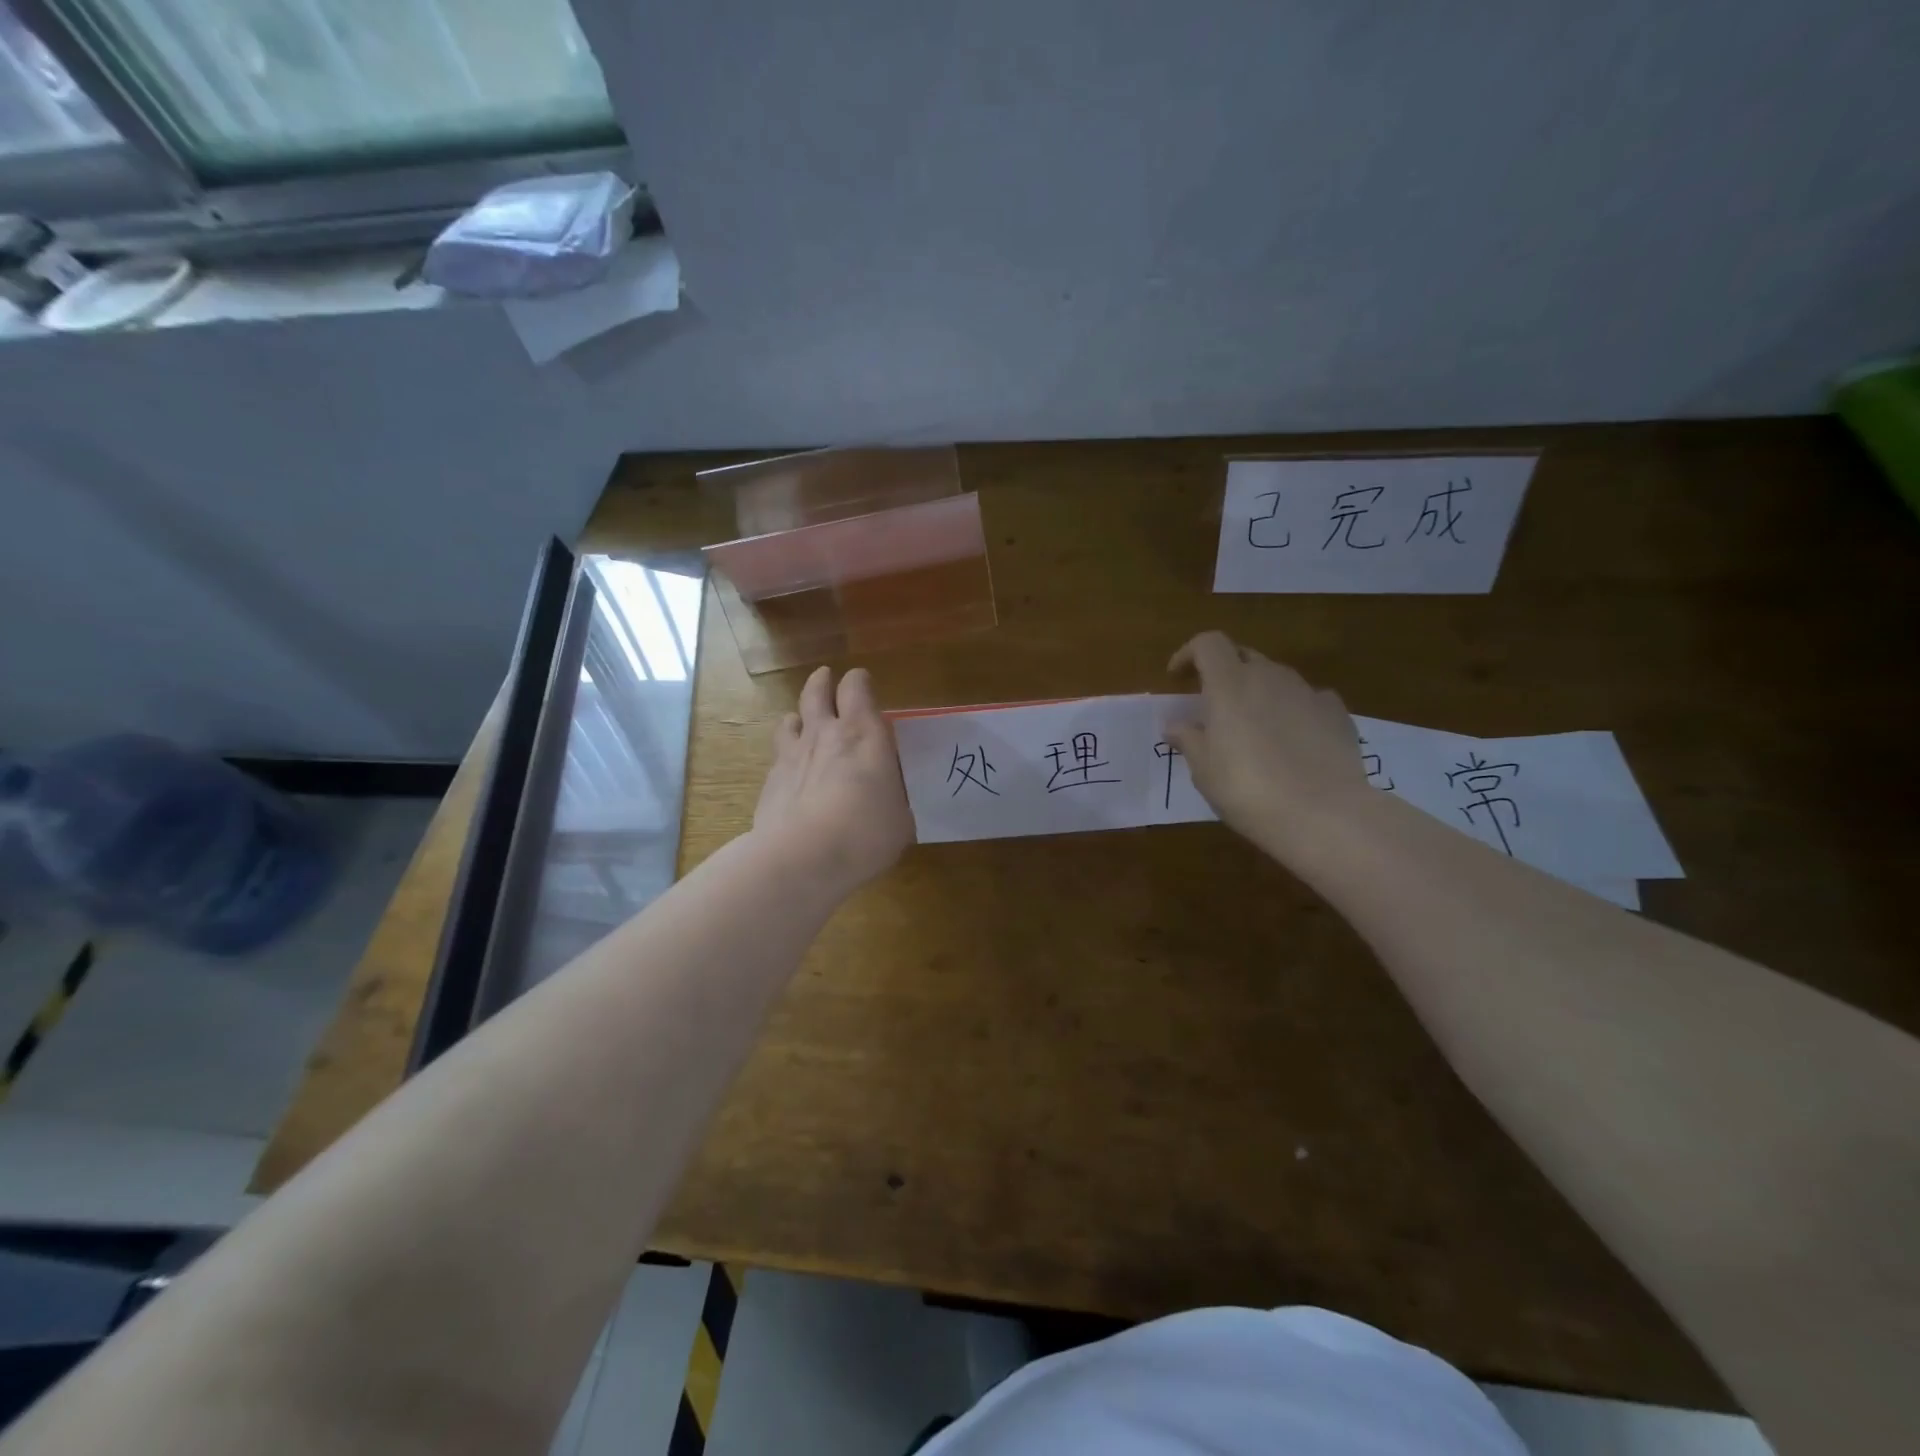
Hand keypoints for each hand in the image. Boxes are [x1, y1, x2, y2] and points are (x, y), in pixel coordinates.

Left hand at [753, 665, 913, 897]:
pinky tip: (791, 774)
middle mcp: (825, 733)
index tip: (862, 684)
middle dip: (822, 682)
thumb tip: (891, 801)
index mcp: (864, 734)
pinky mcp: (770, 781)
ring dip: (799, 718)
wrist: (803, 857)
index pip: (856, 687)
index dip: (859, 682)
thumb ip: (894, 799)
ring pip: (790, 719)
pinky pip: (778, 756)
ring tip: (803, 724)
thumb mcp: (900, 818)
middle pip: (816, 691)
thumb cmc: (866, 833)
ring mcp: (792, 754)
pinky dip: (786, 758)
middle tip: (826, 679)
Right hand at [1166, 631, 1370, 859]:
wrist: (1323, 814)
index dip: (1189, 654)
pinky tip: (1294, 740)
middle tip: (1213, 706)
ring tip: (1253, 727)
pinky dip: (1294, 710)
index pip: (1208, 644)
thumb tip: (1175, 725)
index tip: (1177, 677)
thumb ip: (1189, 740)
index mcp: (1230, 684)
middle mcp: (1270, 677)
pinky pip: (1308, 700)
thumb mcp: (1204, 770)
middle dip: (1225, 673)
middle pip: (1243, 656)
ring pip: (1276, 678)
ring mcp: (1308, 692)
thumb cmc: (1247, 789)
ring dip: (1259, 692)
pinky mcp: (1337, 714)